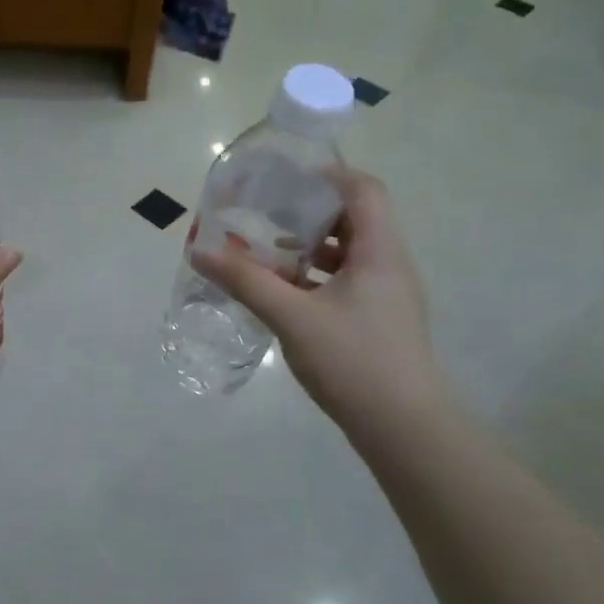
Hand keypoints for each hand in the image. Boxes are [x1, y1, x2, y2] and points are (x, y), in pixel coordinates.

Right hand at [194, 170, 441, 425]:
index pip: (363, 190)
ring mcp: (387, 295)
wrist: (403, 428)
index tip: (285, 178)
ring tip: (267, 251)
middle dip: (309, 212)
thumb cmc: (352, 360)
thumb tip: (199, 250)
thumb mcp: (292, 317)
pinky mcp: (378, 320)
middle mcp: (389, 265)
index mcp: (379, 251)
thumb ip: (246, 281)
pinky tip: (283, 292)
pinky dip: (315, 277)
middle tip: (266, 212)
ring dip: (310, 247)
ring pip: (348, 253)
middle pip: (354, 219)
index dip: (327, 175)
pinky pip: (346, 282)